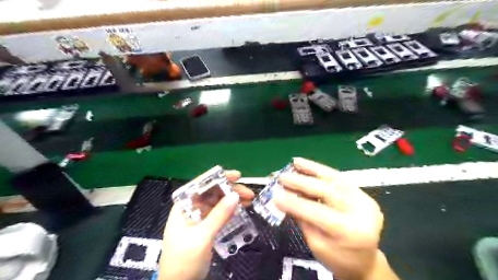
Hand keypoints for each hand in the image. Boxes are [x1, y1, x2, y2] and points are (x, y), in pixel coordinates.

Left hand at [158, 170, 253, 278]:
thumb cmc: (184, 260)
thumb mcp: (202, 236)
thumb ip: (219, 215)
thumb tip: (235, 196)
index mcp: (184, 206)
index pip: (201, 184)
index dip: (219, 177)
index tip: (237, 176)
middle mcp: (191, 208)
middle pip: (212, 193)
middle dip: (230, 190)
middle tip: (249, 193)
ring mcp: (199, 218)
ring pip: (218, 203)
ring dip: (233, 200)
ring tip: (250, 201)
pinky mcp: (206, 227)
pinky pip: (220, 214)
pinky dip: (231, 211)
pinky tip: (242, 210)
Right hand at [275, 157, 399, 279]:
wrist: (365, 262)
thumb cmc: (338, 259)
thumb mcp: (316, 244)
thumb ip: (302, 218)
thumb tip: (285, 197)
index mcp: (349, 232)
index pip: (317, 212)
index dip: (294, 202)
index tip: (275, 196)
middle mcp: (361, 212)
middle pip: (328, 191)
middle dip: (302, 182)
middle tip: (282, 177)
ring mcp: (365, 201)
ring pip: (335, 179)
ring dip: (312, 169)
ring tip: (295, 162)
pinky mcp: (363, 195)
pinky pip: (339, 179)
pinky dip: (322, 171)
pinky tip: (308, 166)